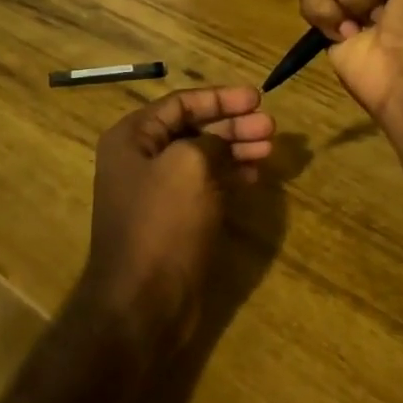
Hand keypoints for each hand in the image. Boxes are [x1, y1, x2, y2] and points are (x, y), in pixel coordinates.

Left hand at [81, 86, 275, 352]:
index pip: (181, 103)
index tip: (257, 98)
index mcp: (132, 138)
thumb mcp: (189, 165)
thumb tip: (222, 142)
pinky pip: (204, 185)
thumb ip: (210, 141)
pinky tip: (254, 175)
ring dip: (235, 148)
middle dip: (233, 124)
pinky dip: (229, 176)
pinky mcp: (174, 219)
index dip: (221, 98)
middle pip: (193, 128)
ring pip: (202, 157)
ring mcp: (157, 191)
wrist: (142, 304)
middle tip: (270, 128)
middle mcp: (140, 159)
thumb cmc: (162, 224)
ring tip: (269, 148)